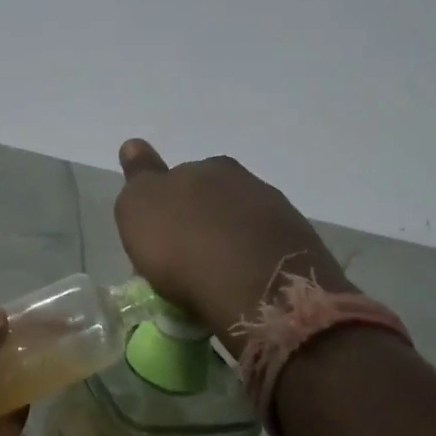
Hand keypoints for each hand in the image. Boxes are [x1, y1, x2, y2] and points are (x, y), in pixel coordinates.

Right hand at [113, 140, 351, 346]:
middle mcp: (245, 181)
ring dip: (227, 241)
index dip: (166, 201)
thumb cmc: (184, 246)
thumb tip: (134, 145)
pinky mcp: (301, 249)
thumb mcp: (138, 208)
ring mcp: (278, 213)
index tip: (158, 229)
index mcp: (207, 166)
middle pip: (212, 197)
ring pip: (241, 223)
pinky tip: (241, 287)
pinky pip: (264, 251)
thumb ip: (138, 176)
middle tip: (183, 256)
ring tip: (212, 278)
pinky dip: (250, 263)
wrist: (258, 289)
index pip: (179, 175)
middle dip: (198, 219)